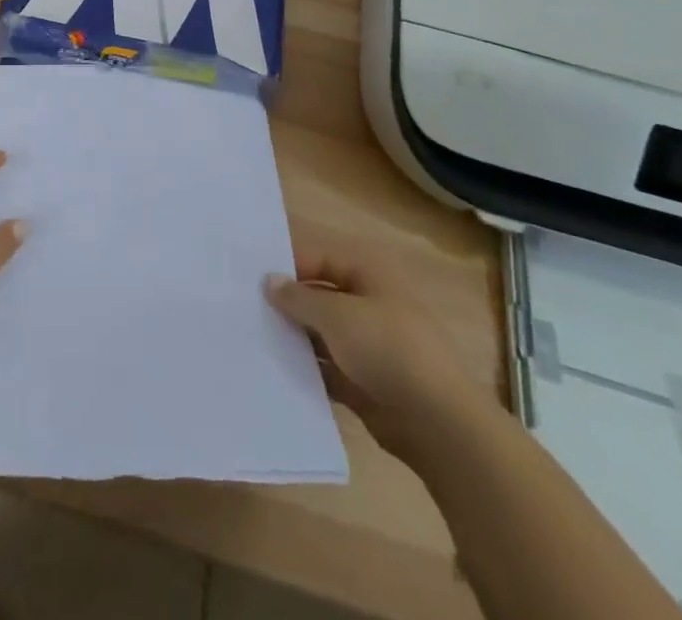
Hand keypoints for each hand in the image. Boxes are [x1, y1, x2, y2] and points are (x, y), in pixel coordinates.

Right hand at [266, 237, 487, 458]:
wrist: (438, 423)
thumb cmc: (388, 349)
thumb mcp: (337, 315)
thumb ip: (299, 297)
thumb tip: (269, 280)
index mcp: (367, 274)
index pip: (318, 258)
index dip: (286, 265)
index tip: (248, 276)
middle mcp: (367, 303)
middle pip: (318, 295)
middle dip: (286, 303)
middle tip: (242, 306)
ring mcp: (367, 345)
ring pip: (320, 333)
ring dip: (293, 337)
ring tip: (250, 337)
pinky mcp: (364, 382)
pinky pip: (326, 368)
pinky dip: (305, 369)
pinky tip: (273, 370)